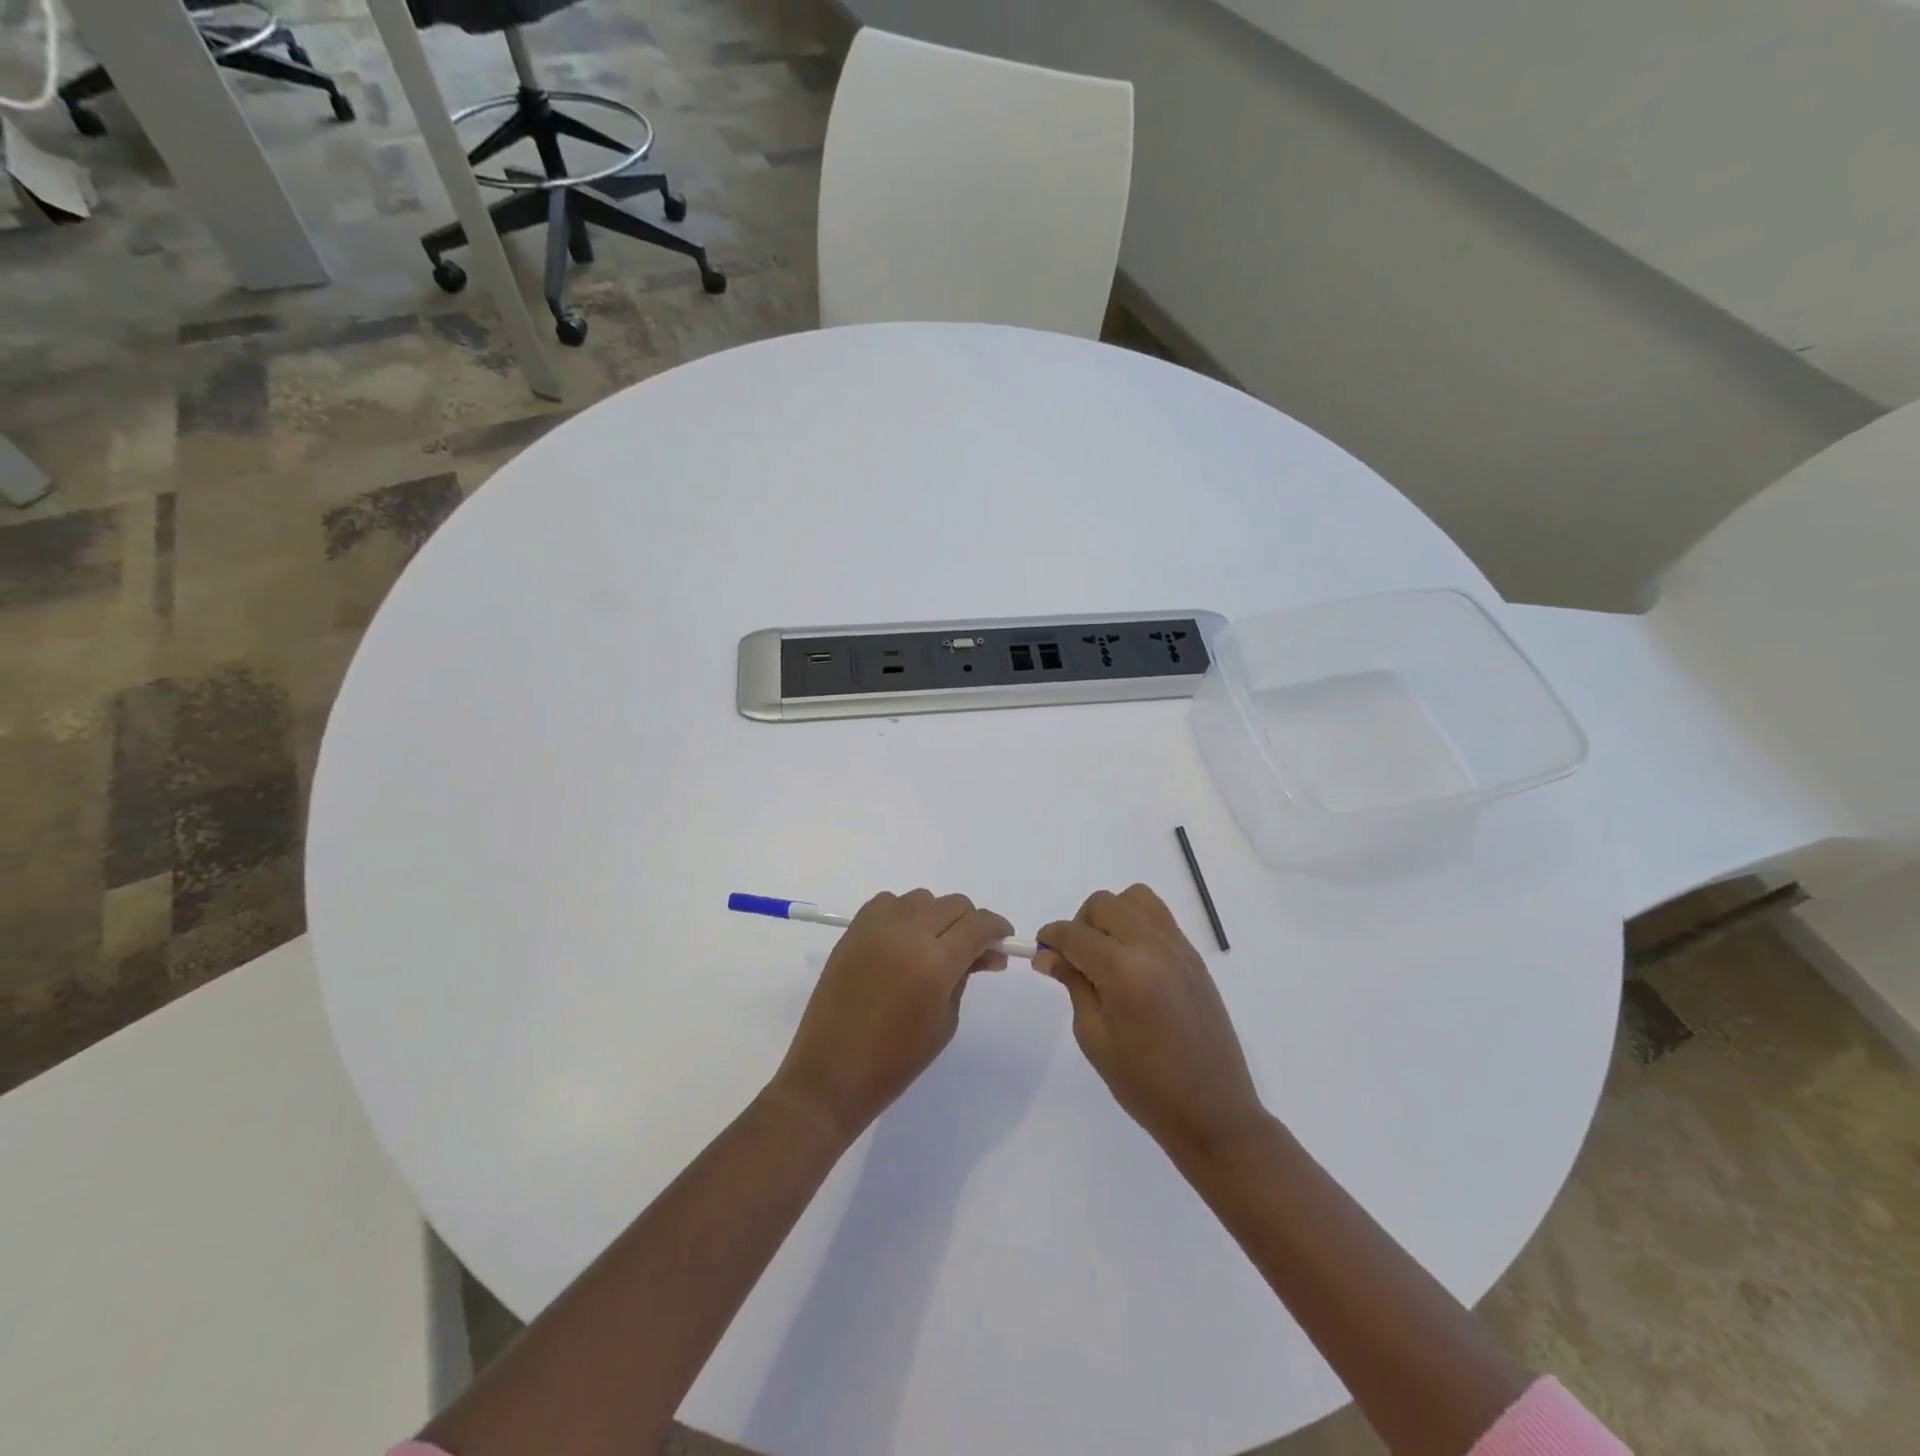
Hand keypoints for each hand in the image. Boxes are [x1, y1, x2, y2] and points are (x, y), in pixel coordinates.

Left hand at [771, 890, 1013, 1139]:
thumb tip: (986, 952)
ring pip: (921, 898)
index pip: (978, 924)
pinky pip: (888, 903)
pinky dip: (903, 913)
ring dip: (936, 915)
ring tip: (934, 946)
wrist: (832, 1073)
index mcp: (935, 963)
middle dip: (970, 922)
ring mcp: (876, 928)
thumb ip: (965, 977)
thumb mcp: (945, 1021)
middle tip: (972, 951)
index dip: (997, 928)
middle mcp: (906, 934)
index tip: (1003, 941)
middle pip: (953, 904)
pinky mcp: (853, 930)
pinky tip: (903, 940)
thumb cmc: (896, 1061)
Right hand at [1036, 885, 1266, 1162]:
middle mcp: (1153, 948)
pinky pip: (1159, 917)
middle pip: (1104, 904)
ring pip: (1136, 898)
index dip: (1051, 937)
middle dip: (1080, 923)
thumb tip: (1047, 955)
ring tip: (1106, 953)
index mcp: (1124, 972)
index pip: (1075, 934)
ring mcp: (1179, 948)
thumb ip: (1073, 985)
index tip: (1041, 951)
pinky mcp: (1195, 957)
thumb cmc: (1144, 1085)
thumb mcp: (1094, 1037)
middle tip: (1075, 958)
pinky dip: (1137, 925)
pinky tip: (1132, 962)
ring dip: (1112, 915)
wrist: (1213, 1112)